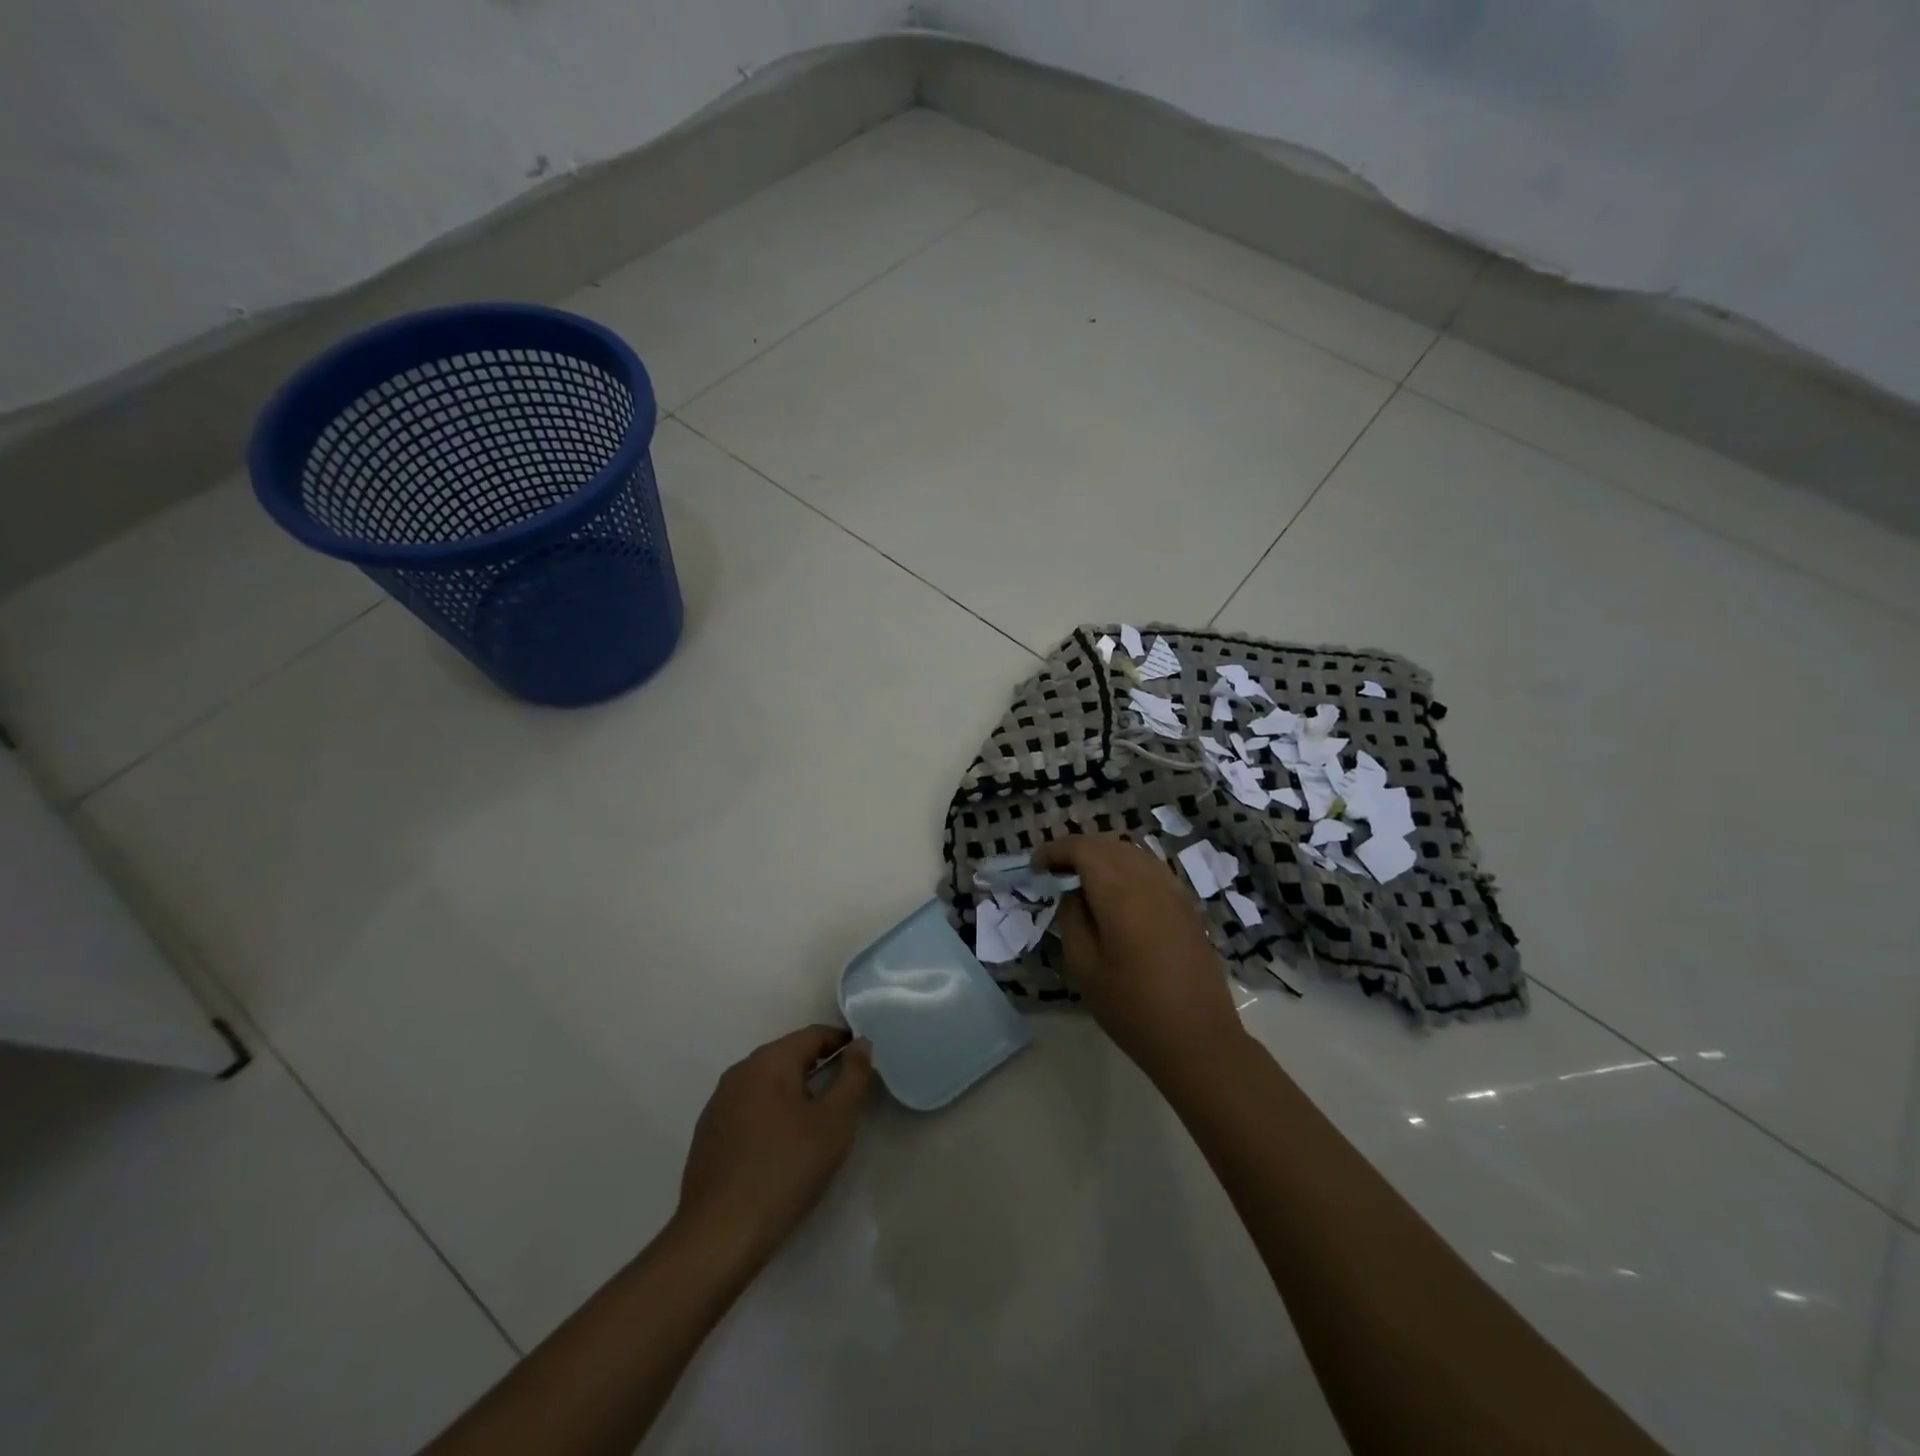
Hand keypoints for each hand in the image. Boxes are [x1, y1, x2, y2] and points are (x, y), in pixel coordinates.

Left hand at [676, 1026, 875, 1266]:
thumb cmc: (786, 1169)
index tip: (862, 1062)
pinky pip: (748, 1108)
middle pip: (788, 1056)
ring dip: (794, 1092)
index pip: (813, 1035)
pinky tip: (780, 1147)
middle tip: (844, 1096)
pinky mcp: (708, 1133)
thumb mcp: (835, 1122)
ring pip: (767, 1083)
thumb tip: (860, 1043)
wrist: (719, 1235)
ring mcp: (718, 1103)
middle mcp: (740, 1072)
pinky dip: (770, 1114)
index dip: (842, 1042)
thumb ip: (853, 1076)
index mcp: (769, 1061)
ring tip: (815, 1123)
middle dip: (818, 1068)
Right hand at [1034, 835, 1248, 1080]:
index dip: (1055, 850)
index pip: (1082, 849)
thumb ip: (1072, 919)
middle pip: (1108, 844)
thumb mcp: (1084, 967)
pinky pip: (1150, 868)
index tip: (1036, 867)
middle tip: (1054, 872)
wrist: (1198, 1039)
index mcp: (1120, 892)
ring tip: (1081, 879)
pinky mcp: (1186, 904)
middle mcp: (1149, 880)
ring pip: (1132, 852)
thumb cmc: (1132, 1008)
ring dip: (1102, 856)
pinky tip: (1116, 893)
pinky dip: (1126, 867)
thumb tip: (1073, 893)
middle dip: (1077, 850)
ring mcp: (1173, 890)